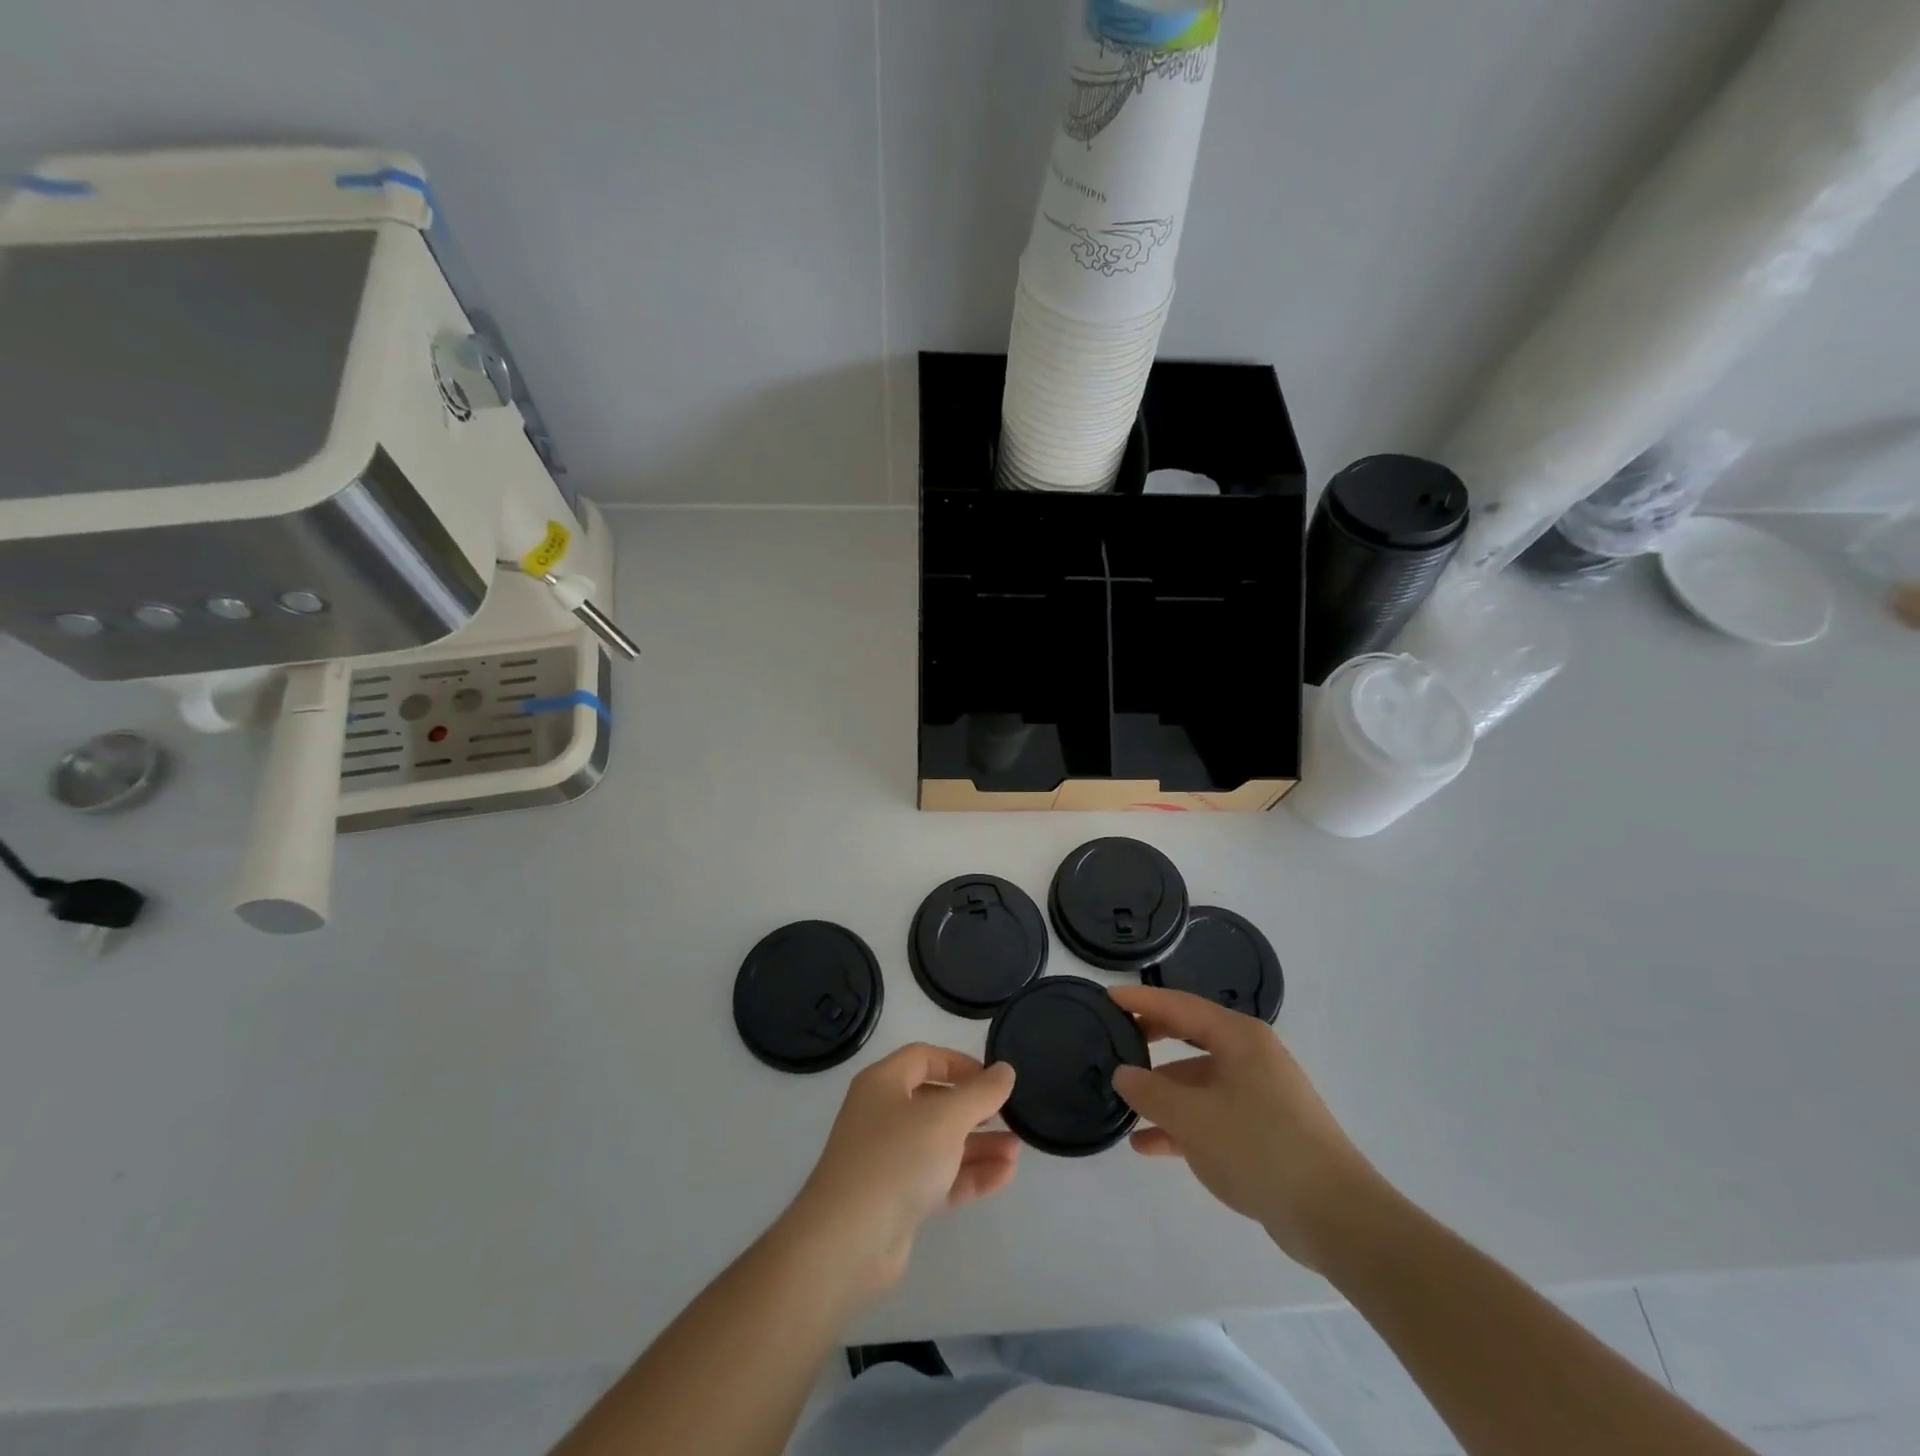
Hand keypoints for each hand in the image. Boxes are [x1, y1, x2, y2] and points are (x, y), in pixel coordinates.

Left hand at [786, 1045, 1018, 1304]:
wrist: (847, 1242)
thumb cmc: (896, 1159)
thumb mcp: (946, 1118)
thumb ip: (981, 1093)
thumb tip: (1005, 1070)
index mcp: (883, 1084)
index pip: (924, 1058)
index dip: (959, 1063)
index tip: (993, 1078)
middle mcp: (882, 1116)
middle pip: (935, 1102)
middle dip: (974, 1109)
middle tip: (1008, 1116)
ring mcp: (888, 1160)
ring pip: (940, 1144)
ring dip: (978, 1145)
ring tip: (1016, 1150)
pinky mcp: (897, 1200)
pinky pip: (939, 1178)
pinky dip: (968, 1175)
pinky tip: (1004, 1176)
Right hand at [1109, 985, 1386, 1273]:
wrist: (1335, 1217)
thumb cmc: (1259, 1148)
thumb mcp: (1193, 1118)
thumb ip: (1150, 1092)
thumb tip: (1123, 1073)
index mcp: (1239, 1038)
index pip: (1180, 1005)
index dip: (1141, 1000)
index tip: (1107, 997)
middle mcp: (1250, 1056)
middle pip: (1190, 1036)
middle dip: (1151, 1040)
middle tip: (1113, 1041)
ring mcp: (1260, 1094)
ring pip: (1199, 1080)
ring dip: (1163, 1092)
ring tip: (1123, 1104)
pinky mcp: (1264, 1130)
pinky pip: (1212, 1113)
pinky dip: (1182, 1124)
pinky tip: (1148, 1145)